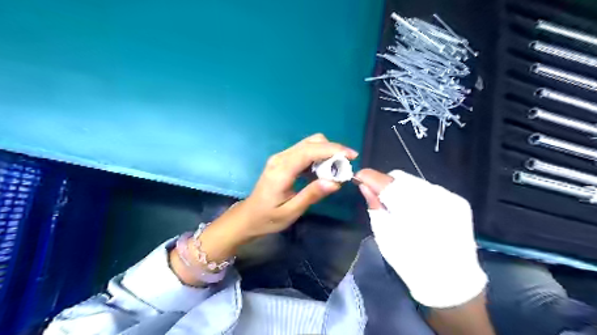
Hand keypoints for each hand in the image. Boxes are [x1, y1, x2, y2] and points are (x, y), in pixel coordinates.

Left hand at [238, 132, 355, 238]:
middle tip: (345, 167)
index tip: (352, 155)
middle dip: (332, 150)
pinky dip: (318, 157)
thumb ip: (311, 195)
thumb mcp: (291, 211)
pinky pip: (304, 152)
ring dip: (326, 153)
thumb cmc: (268, 218)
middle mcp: (281, 158)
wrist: (248, 217)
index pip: (309, 151)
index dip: (333, 150)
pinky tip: (322, 171)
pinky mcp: (282, 160)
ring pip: (309, 144)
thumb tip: (335, 182)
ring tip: (336, 171)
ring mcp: (280, 157)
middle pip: (311, 142)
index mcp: (282, 170)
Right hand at [353, 169, 483, 306]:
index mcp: (410, 209)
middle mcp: (433, 197)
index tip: (358, 177)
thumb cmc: (409, 261)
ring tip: (397, 203)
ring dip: (401, 188)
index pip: (385, 182)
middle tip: (376, 193)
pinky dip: (417, 194)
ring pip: (415, 181)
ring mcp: (449, 198)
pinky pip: (430, 189)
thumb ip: (375, 206)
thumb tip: (364, 185)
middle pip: (400, 178)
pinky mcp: (459, 201)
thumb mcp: (385, 235)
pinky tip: (416, 208)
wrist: (450, 280)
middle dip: (385, 182)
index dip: (369, 177)